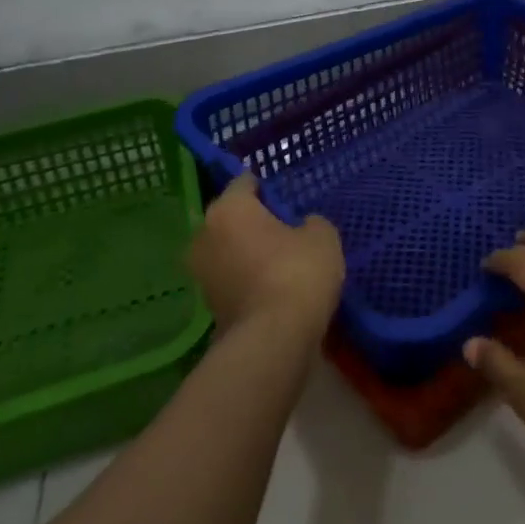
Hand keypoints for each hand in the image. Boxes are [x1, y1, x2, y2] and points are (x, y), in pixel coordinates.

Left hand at [188, 172, 343, 339]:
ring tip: (282, 258)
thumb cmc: (297, 272)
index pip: (245, 183)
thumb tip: (302, 227)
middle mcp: (205, 235)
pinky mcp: (208, 306)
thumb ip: (311, 223)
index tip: (284, 196)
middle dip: (254, 221)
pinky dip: (248, 278)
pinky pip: (232, 278)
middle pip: (231, 218)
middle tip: (285, 227)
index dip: (266, 187)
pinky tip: (274, 285)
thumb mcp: (322, 236)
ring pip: (229, 250)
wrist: (273, 340)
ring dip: (249, 252)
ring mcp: (202, 273)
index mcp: (228, 209)